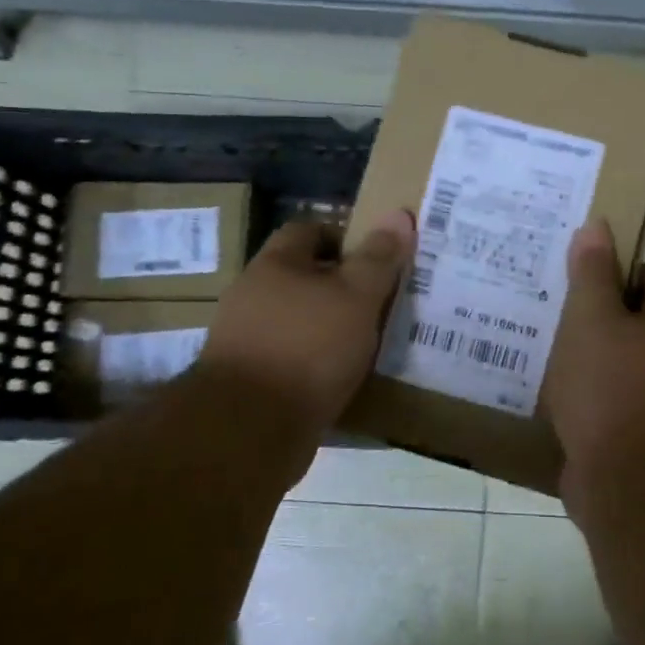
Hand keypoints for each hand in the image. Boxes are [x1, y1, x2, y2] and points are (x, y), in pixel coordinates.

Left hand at [193, 210, 414, 434]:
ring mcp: (246, 340)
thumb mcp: (357, 296)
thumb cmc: (308, 347)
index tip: (377, 257)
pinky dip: (317, 362)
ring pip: (299, 320)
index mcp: (274, 265)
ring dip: (330, 327)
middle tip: (382, 299)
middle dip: (341, 285)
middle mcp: (253, 295)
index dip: (344, 236)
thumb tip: (398, 214)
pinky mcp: (250, 381)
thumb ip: (378, 258)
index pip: (308, 230)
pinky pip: (292, 359)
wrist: (250, 429)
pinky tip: (344, 377)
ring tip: (369, 341)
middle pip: (303, 277)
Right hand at [545, 219, 644, 505]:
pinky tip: (548, 392)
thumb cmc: (613, 387)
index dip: (619, 269)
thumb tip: (597, 225)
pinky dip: (583, 394)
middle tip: (551, 307)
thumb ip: (592, 272)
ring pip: (617, 360)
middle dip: (594, 313)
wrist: (632, 486)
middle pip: (634, 319)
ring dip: (584, 355)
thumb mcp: (593, 318)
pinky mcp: (637, 433)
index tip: (579, 276)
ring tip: (541, 346)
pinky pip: (607, 399)